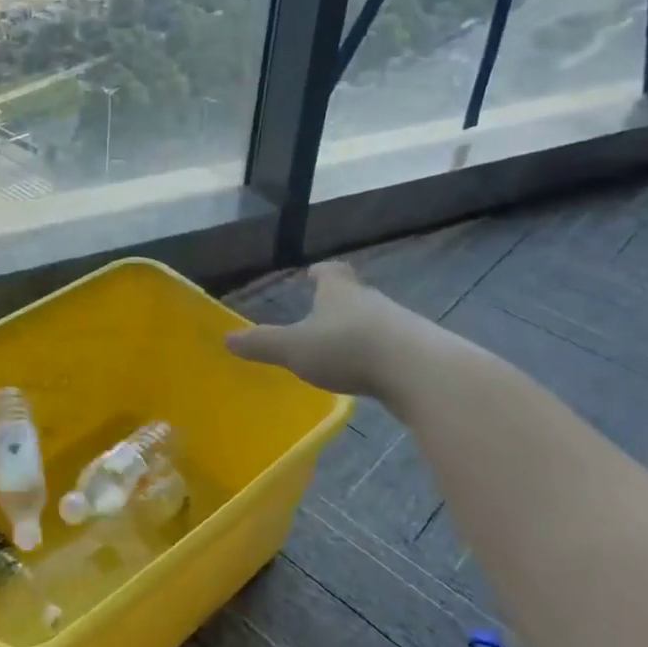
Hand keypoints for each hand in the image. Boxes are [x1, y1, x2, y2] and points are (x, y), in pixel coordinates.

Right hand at [225, 261, 446, 405]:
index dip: (320, 273)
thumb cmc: (348, 348)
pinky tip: (373, 374)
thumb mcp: (295, 349)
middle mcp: (371, 301)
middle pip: (354, 295)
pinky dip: (381, 356)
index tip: (313, 274)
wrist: (420, 372)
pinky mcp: (421, 353)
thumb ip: (262, 344)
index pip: (330, 272)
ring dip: (361, 331)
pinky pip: (394, 349)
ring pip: (376, 321)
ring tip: (345, 348)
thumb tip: (227, 338)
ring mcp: (400, 326)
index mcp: (340, 292)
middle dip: (339, 303)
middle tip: (323, 314)